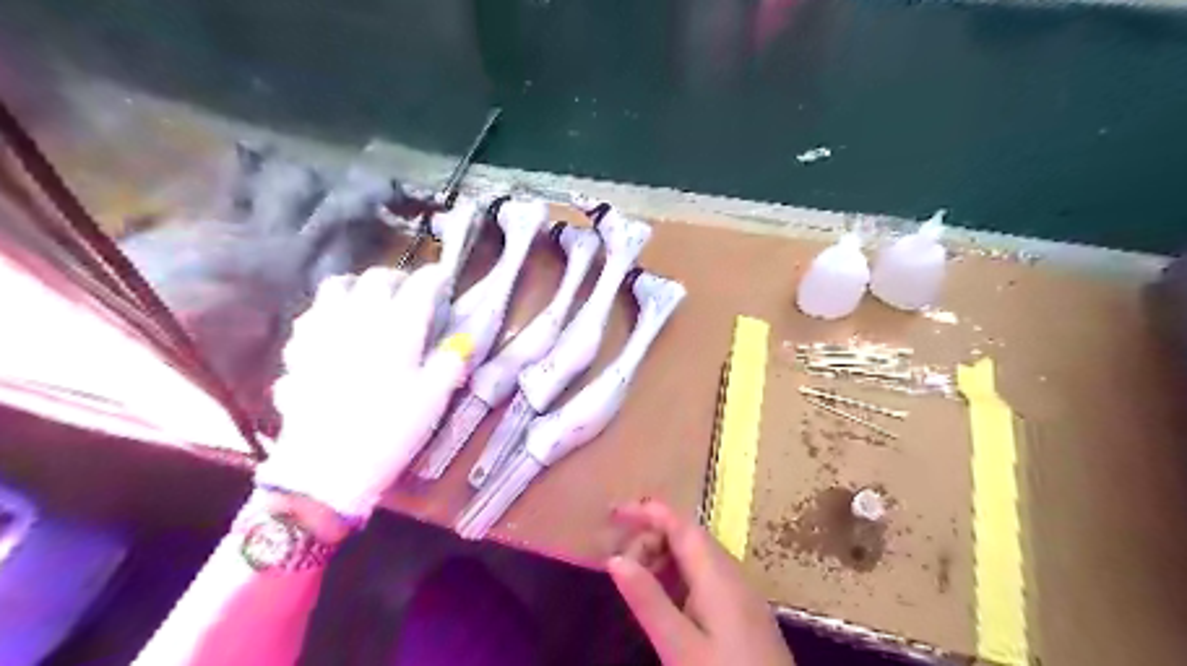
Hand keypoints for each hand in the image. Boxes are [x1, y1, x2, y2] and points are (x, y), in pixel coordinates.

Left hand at [258, 265, 477, 518]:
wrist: (326, 468)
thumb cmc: (389, 431)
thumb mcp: (433, 399)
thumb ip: (451, 363)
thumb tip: (462, 344)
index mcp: (397, 328)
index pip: (419, 287)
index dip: (435, 278)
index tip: (444, 280)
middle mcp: (358, 320)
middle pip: (374, 279)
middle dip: (396, 279)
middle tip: (410, 292)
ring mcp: (322, 333)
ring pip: (334, 288)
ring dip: (356, 288)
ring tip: (370, 304)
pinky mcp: (298, 353)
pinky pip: (310, 319)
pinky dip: (326, 316)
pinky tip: (333, 333)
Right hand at [607, 503, 789, 663]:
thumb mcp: (680, 647)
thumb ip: (649, 601)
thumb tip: (615, 558)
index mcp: (716, 574)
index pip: (679, 524)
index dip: (646, 511)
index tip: (612, 513)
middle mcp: (730, 572)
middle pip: (686, 536)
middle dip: (650, 539)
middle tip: (619, 567)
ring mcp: (739, 590)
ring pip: (695, 556)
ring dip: (662, 558)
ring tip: (636, 584)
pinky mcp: (741, 609)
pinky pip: (703, 576)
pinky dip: (677, 577)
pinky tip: (664, 602)